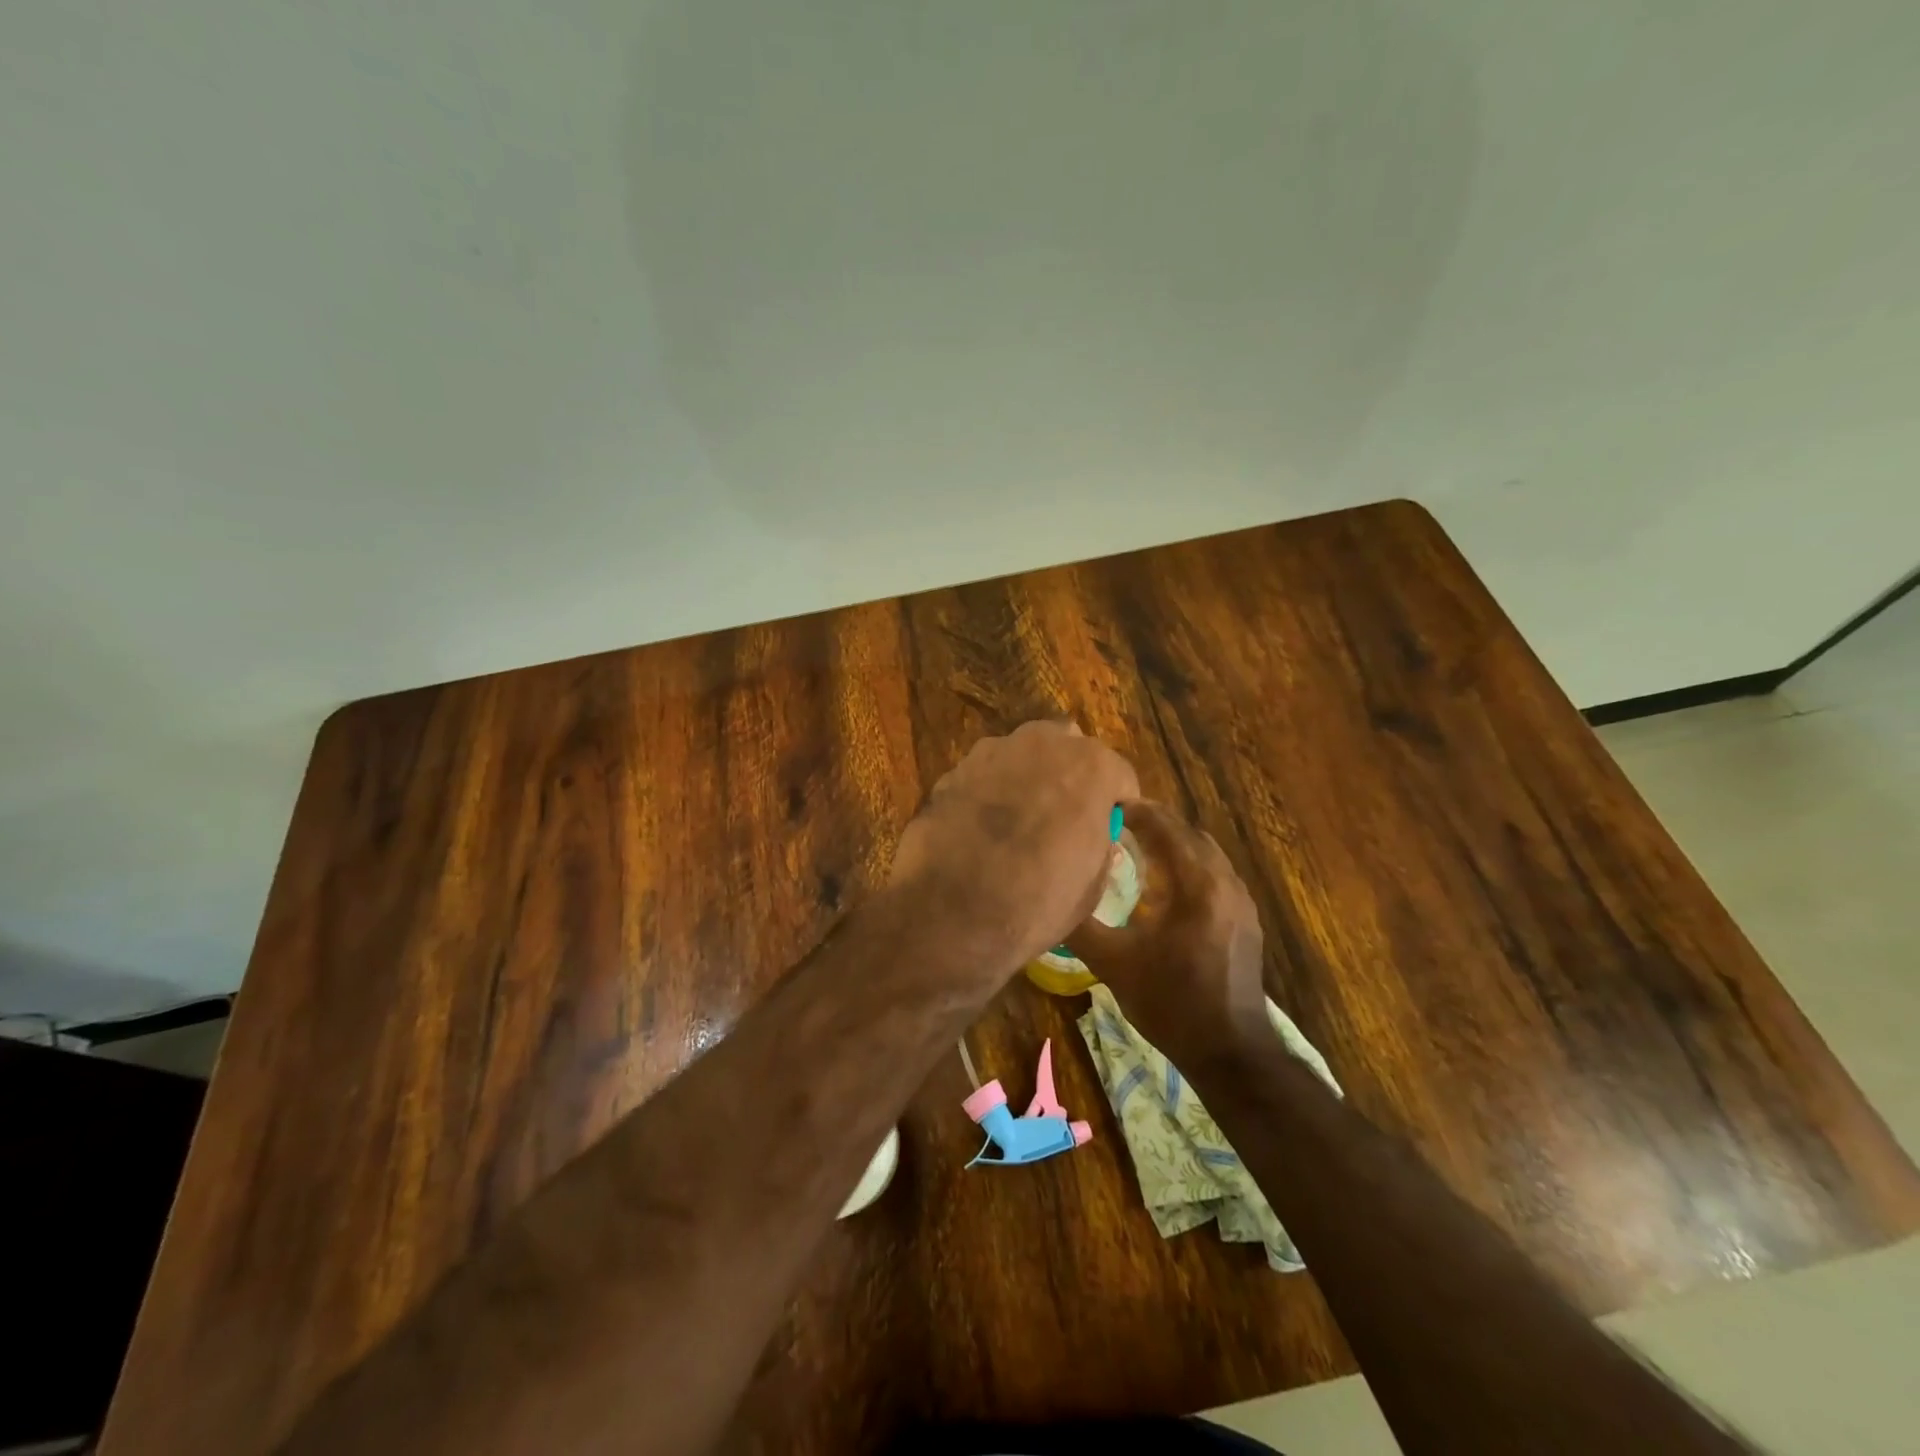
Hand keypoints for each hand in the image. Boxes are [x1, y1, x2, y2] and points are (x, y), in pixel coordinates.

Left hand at [886, 721, 1139, 982]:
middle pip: (1069, 749)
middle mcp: (1043, 744)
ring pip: (1023, 756)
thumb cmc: (1037, 900)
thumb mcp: (1091, 884)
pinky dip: (990, 793)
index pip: (1119, 775)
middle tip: (1063, 818)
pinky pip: (986, 775)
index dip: (1115, 804)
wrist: (951, 911)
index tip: (1107, 830)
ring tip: (1018, 823)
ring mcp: (993, 751)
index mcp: (1090, 766)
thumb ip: (1099, 845)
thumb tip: (1092, 836)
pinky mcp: (954, 770)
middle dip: (1071, 776)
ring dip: (1028, 779)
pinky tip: (981, 829)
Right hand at [1065, 800, 1268, 1071]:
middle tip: (1114, 824)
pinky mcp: (1246, 918)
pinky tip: (1164, 884)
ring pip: (1204, 852)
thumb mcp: (1113, 963)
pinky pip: (1215, 873)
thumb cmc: (1169, 1002)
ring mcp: (1241, 900)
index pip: (1164, 826)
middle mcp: (1224, 881)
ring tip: (1135, 847)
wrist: (1229, 1051)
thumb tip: (1049, 897)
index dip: (1134, 811)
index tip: (1103, 806)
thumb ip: (1081, 925)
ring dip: (1173, 843)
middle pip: (1187, 833)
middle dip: (1153, 823)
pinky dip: (1189, 864)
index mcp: (1196, 883)